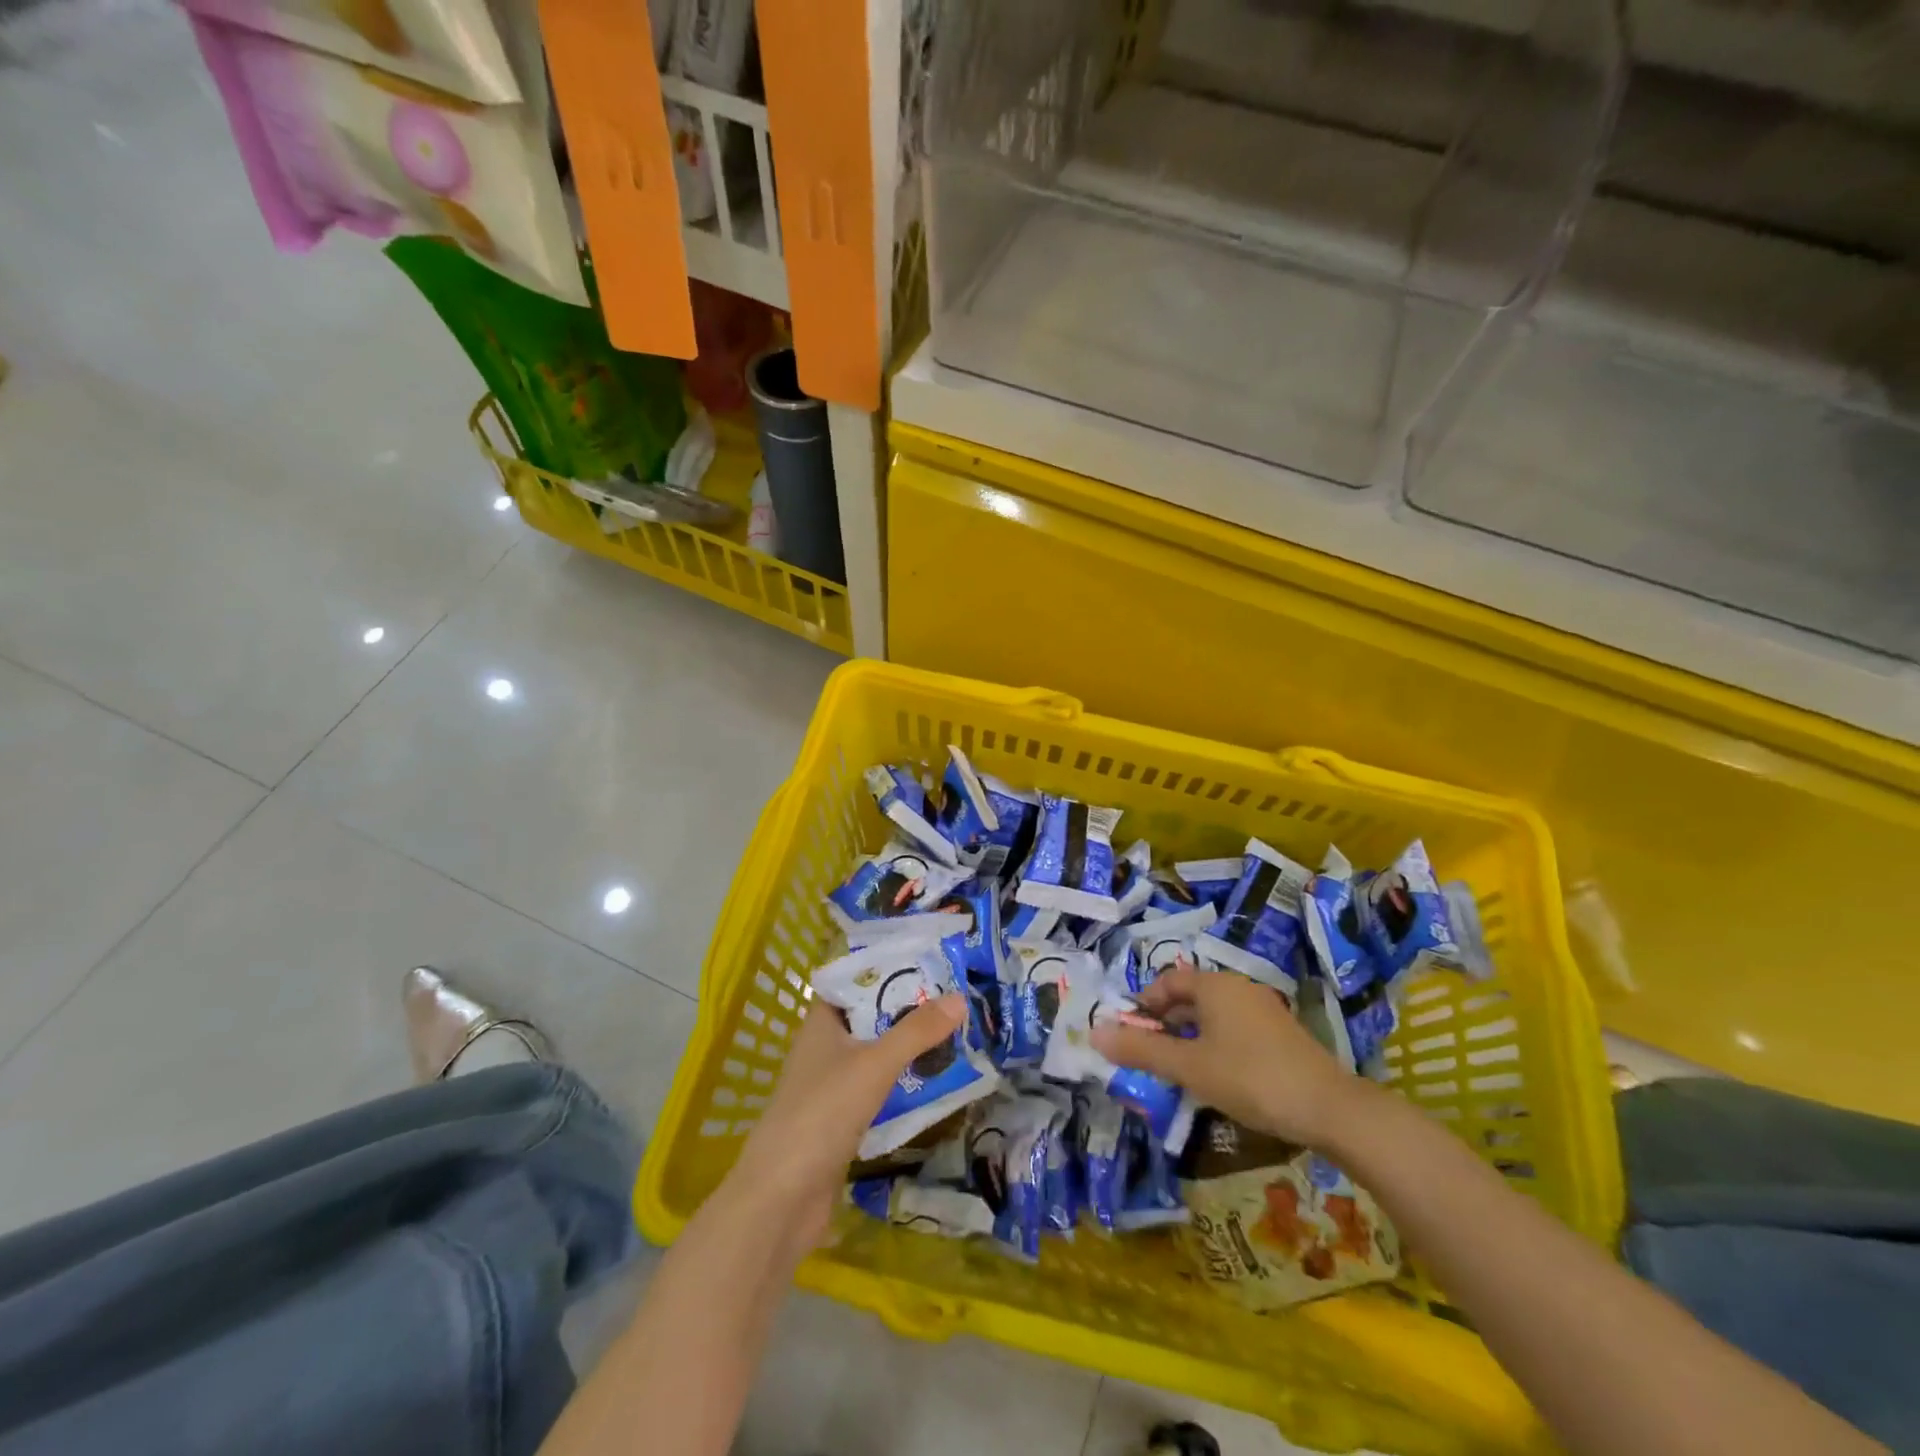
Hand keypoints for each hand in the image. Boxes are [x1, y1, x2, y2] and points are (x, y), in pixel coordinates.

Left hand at [716, 994, 966, 1261]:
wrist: (782, 1199)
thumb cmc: (821, 1114)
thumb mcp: (873, 1065)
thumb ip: (916, 1032)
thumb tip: (960, 998)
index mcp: (821, 1024)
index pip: (852, 981)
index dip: (885, 969)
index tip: (926, 961)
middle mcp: (824, 1048)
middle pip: (869, 1017)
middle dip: (907, 1009)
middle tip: (954, 996)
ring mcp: (831, 1086)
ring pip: (875, 1054)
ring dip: (907, 1046)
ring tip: (954, 1033)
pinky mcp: (841, 1121)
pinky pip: (878, 1089)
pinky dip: (902, 1082)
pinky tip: (934, 1081)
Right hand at [1090, 965, 1368, 1146]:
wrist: (1330, 1108)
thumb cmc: (1250, 1078)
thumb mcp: (1188, 1066)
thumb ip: (1142, 1049)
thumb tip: (1095, 1033)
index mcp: (1214, 985)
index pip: (1167, 981)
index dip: (1144, 1004)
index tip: (1130, 1032)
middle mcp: (1238, 987)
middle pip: (1190, 996)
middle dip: (1165, 1021)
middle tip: (1148, 1053)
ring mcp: (1263, 1010)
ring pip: (1213, 1015)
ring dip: (1189, 1036)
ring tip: (1177, 1068)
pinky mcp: (1281, 1035)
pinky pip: (1234, 1029)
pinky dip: (1215, 1044)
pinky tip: (1216, 1076)